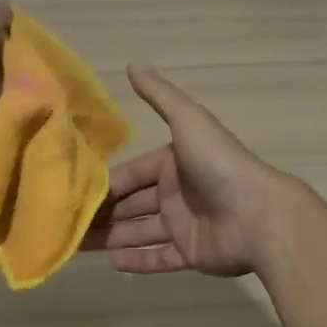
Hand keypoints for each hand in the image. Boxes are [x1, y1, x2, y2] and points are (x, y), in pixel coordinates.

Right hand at [86, 66, 290, 276]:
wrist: (258, 214)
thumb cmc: (218, 164)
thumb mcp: (187, 120)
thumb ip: (160, 96)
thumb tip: (134, 64)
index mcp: (173, 163)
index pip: (132, 174)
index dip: (106, 185)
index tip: (75, 194)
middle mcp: (177, 193)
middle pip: (132, 205)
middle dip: (103, 214)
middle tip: (68, 224)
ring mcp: (185, 224)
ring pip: (140, 232)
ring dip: (113, 237)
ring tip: (79, 246)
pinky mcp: (192, 253)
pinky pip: (160, 257)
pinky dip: (138, 261)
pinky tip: (112, 262)